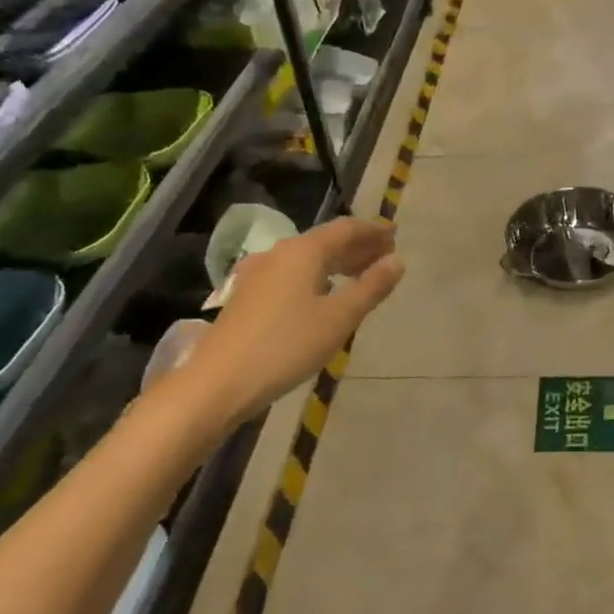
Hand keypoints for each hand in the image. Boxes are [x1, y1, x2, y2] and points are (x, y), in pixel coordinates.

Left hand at [181, 217, 403, 430]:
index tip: (396, 235)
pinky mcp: (247, 297)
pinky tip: (323, 294)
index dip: (373, 230)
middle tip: (385, 255)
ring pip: (307, 259)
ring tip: (361, 274)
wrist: (216, 384)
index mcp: (303, 251)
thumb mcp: (339, 318)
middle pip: (325, 241)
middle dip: (357, 246)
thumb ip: (371, 287)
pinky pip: (292, 274)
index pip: (346, 229)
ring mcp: (258, 275)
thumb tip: (397, 260)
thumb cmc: (285, 346)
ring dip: (337, 262)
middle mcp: (279, 254)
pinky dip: (317, 276)